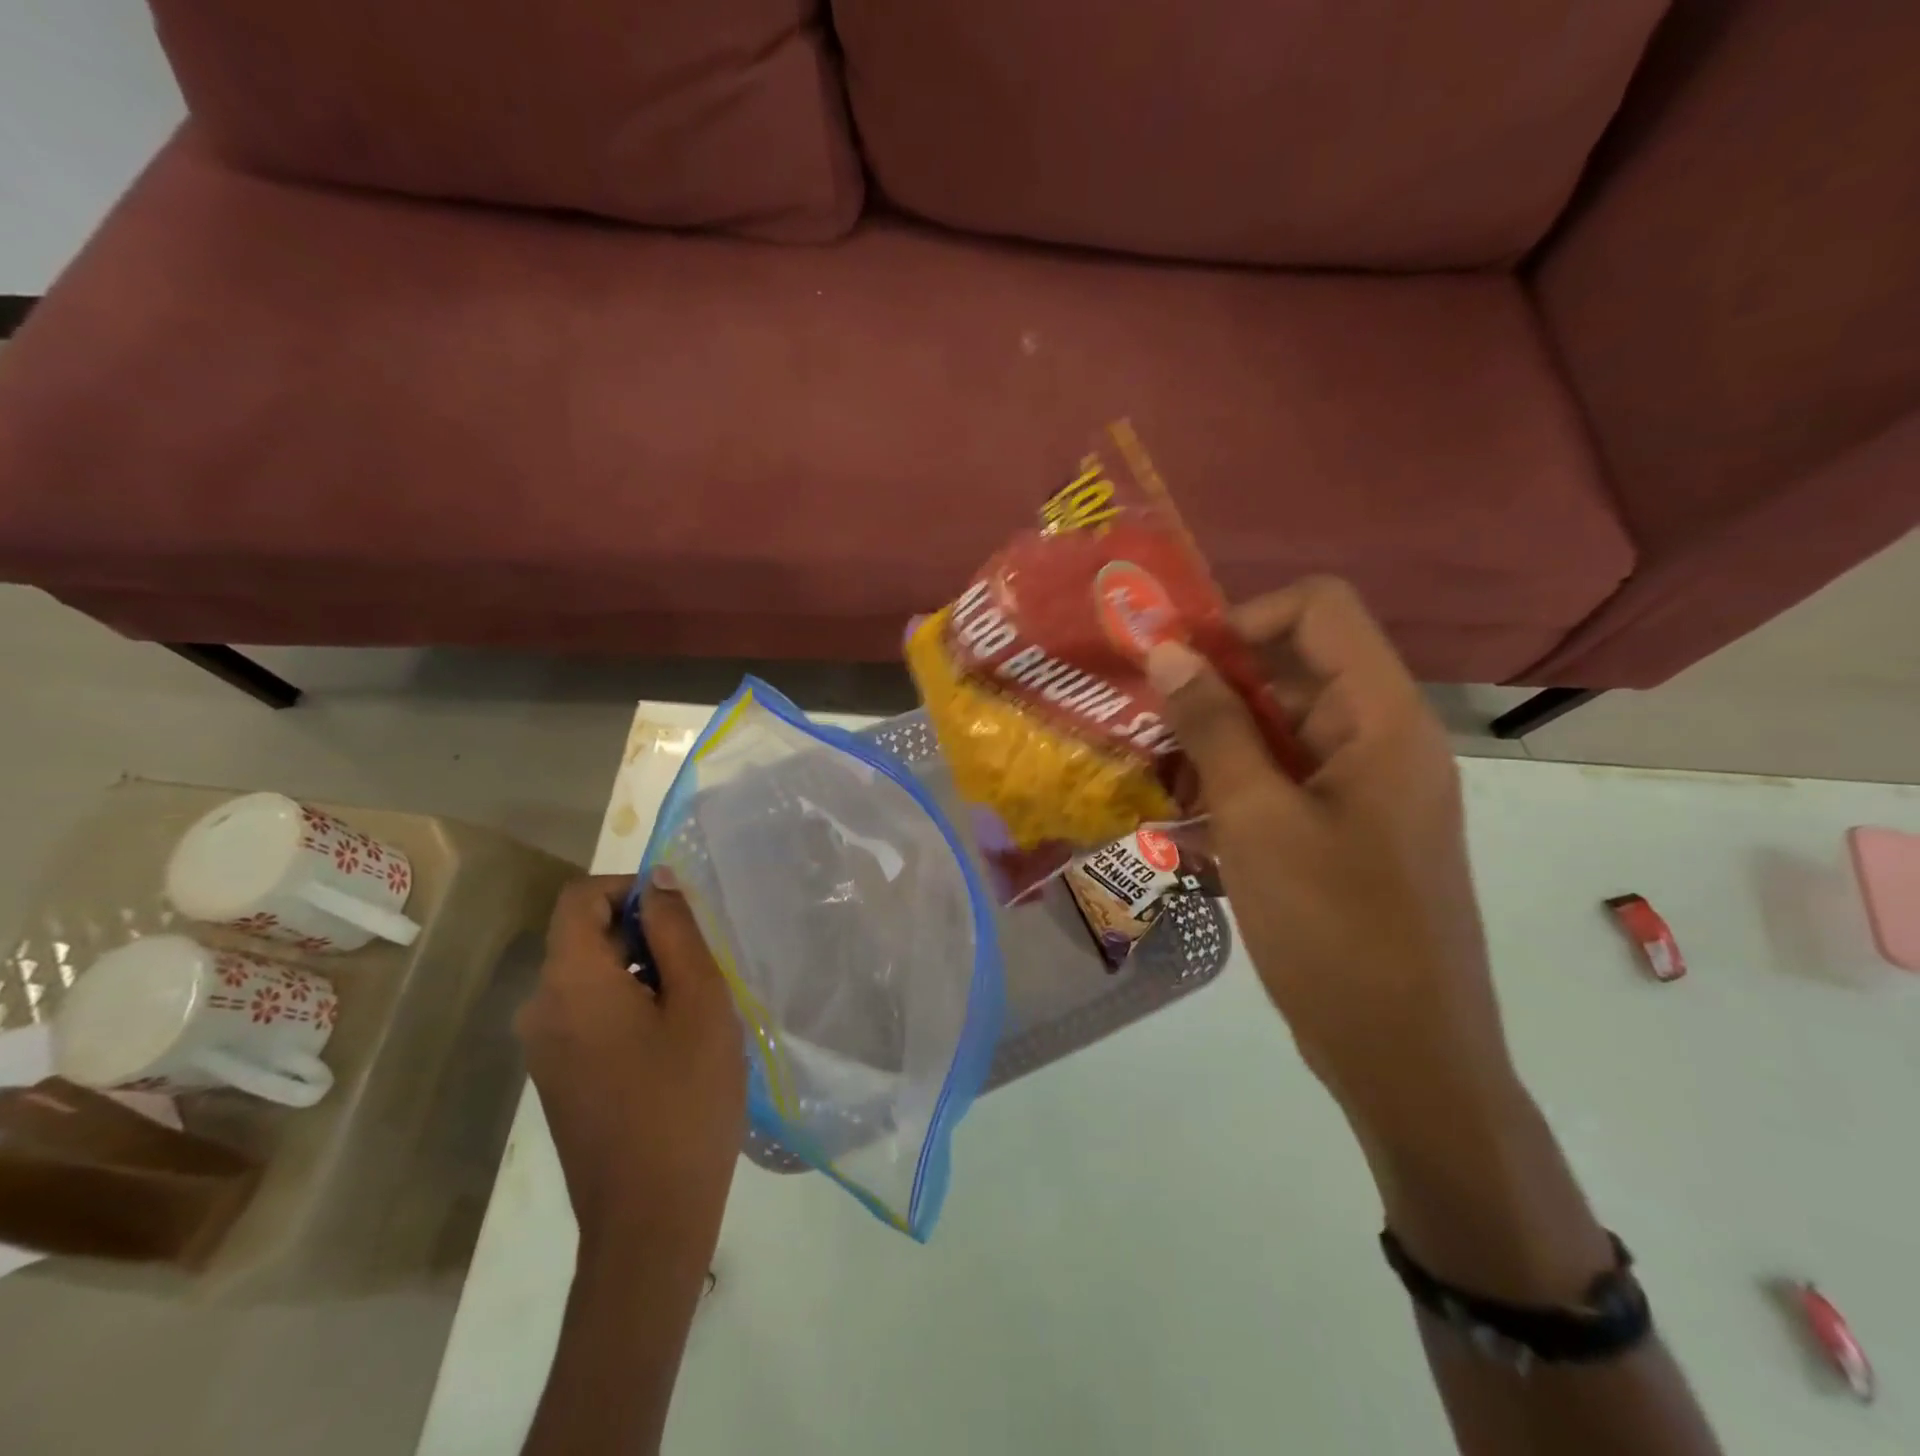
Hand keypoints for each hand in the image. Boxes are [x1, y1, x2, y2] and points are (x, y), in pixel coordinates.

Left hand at [515, 873, 746, 1246]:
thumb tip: (658, 880)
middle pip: (584, 934)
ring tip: (693, 1006)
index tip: (681, 916)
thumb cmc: (685, 1098)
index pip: (580, 897)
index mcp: (570, 982)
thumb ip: (677, 931)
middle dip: (643, 932)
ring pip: (590, 974)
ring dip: (641, 969)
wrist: (650, 1219)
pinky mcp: (556, 1076)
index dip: (630, 888)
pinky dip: (626, 1002)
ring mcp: (544, 1047)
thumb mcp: (699, 1001)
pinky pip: (586, 1011)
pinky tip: (670, 1041)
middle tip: (701, 966)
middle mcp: (541, 1008)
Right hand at [1147, 578, 1516, 1145]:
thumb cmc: (1335, 933)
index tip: (1176, 663)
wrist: (1407, 1059)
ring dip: (1214, 739)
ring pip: (1280, 725)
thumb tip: (1170, 650)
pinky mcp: (1346, 828)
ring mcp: (1364, 786)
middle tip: (1144, 721)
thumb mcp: (1258, 820)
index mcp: (1381, 718)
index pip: (1318, 609)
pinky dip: (1232, 782)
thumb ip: (1213, 726)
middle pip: (1293, 666)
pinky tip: (1185, 818)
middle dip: (1213, 684)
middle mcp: (1381, 737)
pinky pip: (1283, 777)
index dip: (1243, 619)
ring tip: (1154, 775)